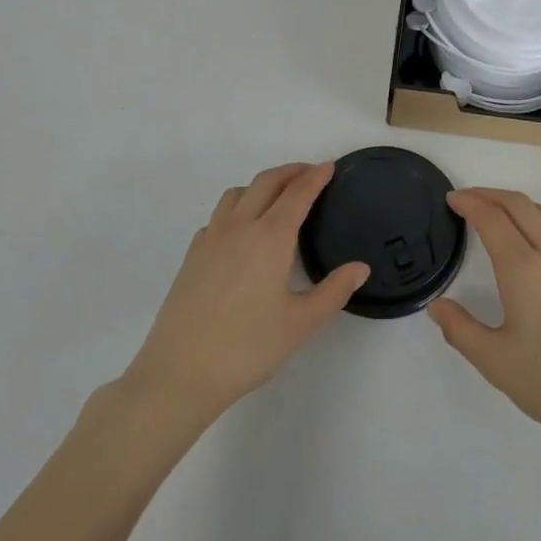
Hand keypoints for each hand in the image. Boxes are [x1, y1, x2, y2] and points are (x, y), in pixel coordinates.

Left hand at [122, 163, 368, 422]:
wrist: (180, 373)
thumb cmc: (248, 348)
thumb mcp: (301, 323)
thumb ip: (334, 291)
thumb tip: (360, 267)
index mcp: (271, 237)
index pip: (298, 193)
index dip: (316, 176)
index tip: (330, 167)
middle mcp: (240, 227)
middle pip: (266, 182)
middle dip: (290, 172)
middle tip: (310, 174)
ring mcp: (211, 238)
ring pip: (237, 193)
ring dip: (261, 185)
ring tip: (277, 198)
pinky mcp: (192, 255)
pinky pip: (218, 216)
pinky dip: (236, 209)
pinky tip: (242, 233)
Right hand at [429, 188, 540, 460]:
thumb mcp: (496, 364)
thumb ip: (461, 330)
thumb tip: (437, 305)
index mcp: (525, 271)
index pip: (493, 219)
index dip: (470, 203)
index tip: (451, 199)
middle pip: (520, 205)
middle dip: (490, 194)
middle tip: (465, 199)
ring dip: (514, 203)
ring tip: (493, 212)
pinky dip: (533, 219)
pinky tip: (525, 243)